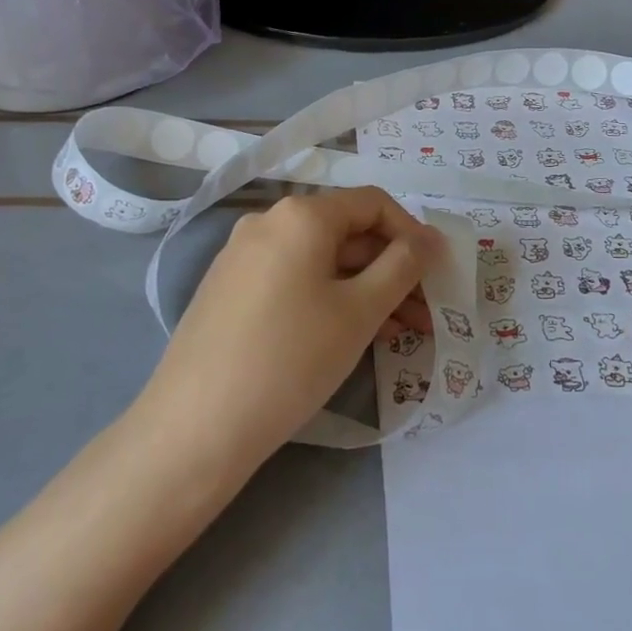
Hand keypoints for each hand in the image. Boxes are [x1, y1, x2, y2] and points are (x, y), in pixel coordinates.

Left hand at [133, 189, 440, 482]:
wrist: (195, 427)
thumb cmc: (291, 359)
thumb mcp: (360, 311)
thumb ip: (404, 266)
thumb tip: (432, 238)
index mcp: (301, 215)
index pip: (373, 204)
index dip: (412, 234)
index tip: (436, 274)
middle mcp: (268, 223)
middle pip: (347, 233)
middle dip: (392, 270)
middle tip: (424, 314)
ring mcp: (243, 256)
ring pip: (322, 262)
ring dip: (366, 289)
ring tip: (400, 333)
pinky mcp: (230, 290)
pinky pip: (294, 280)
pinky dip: (330, 299)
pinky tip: (352, 335)